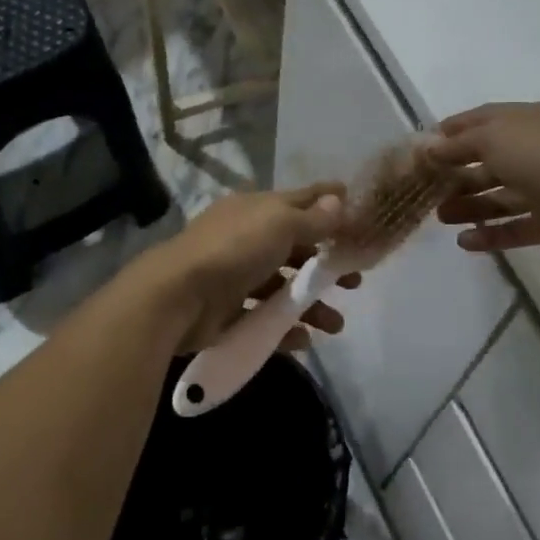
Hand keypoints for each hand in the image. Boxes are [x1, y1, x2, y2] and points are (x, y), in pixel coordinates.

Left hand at [145, 185, 362, 353]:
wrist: (178, 297)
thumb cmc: (235, 249)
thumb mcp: (279, 224)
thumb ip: (312, 218)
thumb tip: (338, 200)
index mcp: (257, 210)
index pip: (301, 200)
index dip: (330, 204)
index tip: (361, 214)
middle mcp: (248, 239)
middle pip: (296, 249)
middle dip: (326, 265)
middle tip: (355, 283)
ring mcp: (236, 276)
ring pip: (282, 288)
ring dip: (312, 305)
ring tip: (336, 326)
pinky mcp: (228, 311)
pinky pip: (264, 319)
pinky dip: (285, 329)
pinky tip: (304, 339)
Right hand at [428, 102, 539, 256]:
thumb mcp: (494, 138)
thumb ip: (459, 144)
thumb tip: (431, 148)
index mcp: (527, 122)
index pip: (483, 120)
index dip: (453, 131)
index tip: (424, 147)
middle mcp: (536, 151)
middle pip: (489, 161)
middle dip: (457, 174)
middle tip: (427, 189)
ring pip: (499, 197)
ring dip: (469, 206)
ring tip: (440, 217)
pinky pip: (514, 228)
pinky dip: (490, 235)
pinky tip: (464, 242)